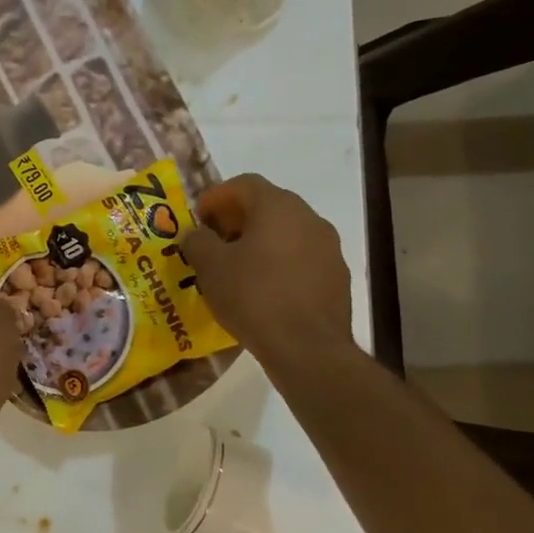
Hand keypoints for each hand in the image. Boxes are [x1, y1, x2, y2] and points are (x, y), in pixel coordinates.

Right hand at [181, 174, 353, 361]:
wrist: (307, 348)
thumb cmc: (253, 296)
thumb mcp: (210, 267)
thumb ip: (197, 241)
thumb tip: (196, 234)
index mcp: (278, 206)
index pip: (244, 184)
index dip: (216, 196)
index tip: (198, 217)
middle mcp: (309, 218)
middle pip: (268, 206)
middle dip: (238, 219)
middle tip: (214, 240)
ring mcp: (329, 248)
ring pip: (287, 233)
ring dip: (260, 242)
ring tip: (236, 267)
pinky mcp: (337, 277)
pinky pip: (301, 259)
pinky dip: (279, 264)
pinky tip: (262, 290)